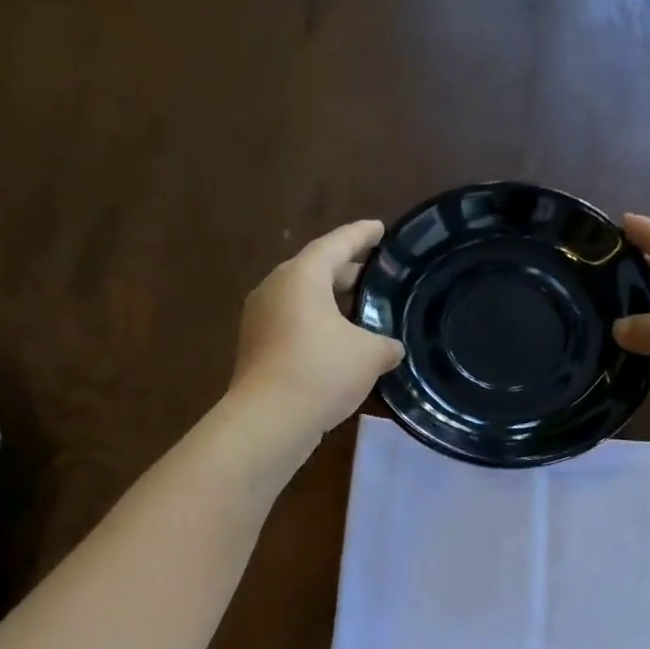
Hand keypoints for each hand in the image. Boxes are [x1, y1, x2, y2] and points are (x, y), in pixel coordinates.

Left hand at [229, 219, 404, 438]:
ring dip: (331, 304)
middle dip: (347, 273)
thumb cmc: (321, 371)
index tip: (379, 229)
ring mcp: (261, 318)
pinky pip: (293, 325)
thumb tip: (392, 348)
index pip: (337, 244)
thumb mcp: (369, 356)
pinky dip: (317, 328)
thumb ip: (386, 344)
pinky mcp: (257, 347)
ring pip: (303, 300)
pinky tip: (339, 346)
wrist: (269, 419)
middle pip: (316, 271)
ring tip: (360, 314)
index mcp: (302, 275)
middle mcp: (276, 288)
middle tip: (375, 277)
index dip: (362, 235)